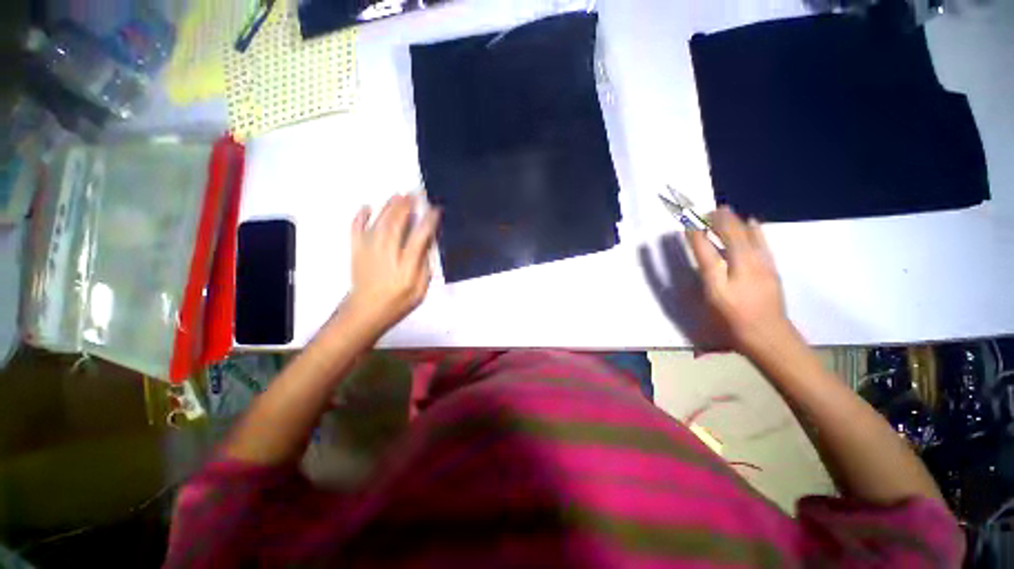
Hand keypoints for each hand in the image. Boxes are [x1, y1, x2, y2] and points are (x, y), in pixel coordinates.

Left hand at [340, 194, 440, 338]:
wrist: (365, 312)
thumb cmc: (398, 303)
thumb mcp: (420, 289)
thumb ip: (424, 266)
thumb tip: (426, 243)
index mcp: (406, 266)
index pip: (419, 237)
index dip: (428, 221)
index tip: (435, 209)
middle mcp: (387, 254)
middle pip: (397, 224)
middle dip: (406, 206)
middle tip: (415, 193)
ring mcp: (369, 251)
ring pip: (379, 222)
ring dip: (389, 207)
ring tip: (398, 195)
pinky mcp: (356, 251)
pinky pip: (356, 229)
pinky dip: (360, 217)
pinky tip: (366, 207)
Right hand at [687, 207, 793, 356]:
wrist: (767, 335)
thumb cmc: (732, 319)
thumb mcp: (712, 296)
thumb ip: (705, 270)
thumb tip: (700, 250)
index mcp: (727, 270)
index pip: (708, 244)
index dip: (696, 231)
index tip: (687, 220)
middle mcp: (746, 261)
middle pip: (732, 232)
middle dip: (717, 218)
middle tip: (703, 211)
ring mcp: (761, 264)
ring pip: (748, 234)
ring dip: (733, 221)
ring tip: (722, 212)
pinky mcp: (770, 269)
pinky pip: (762, 242)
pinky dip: (755, 230)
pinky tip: (752, 222)